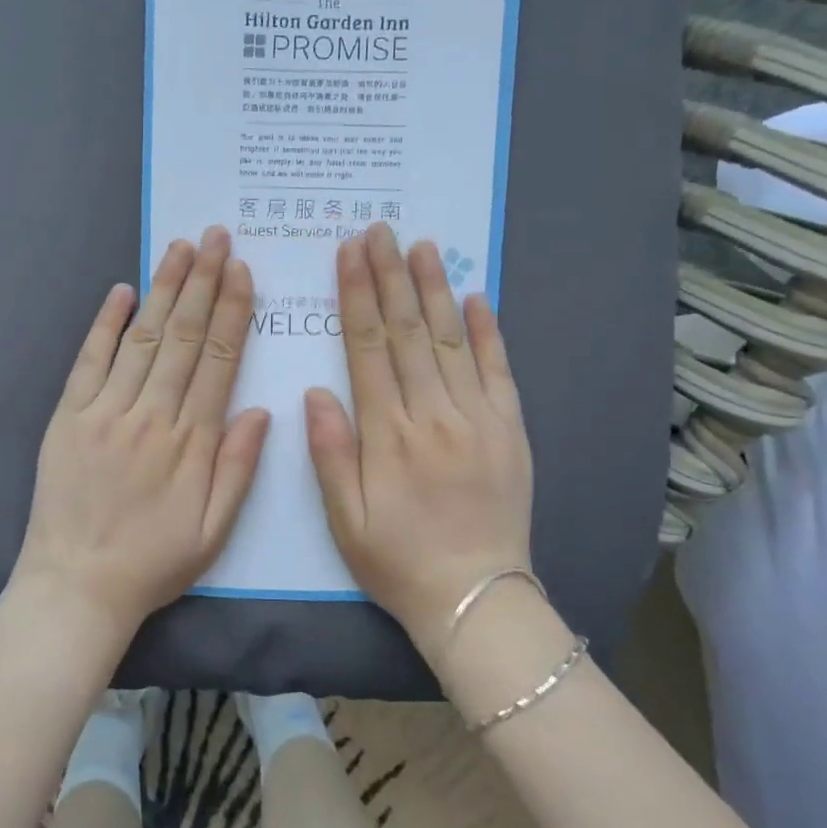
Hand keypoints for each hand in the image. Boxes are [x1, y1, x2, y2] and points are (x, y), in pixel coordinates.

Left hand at [15, 227, 270, 642]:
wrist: (77, 585)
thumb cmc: (153, 561)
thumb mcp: (213, 530)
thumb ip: (238, 468)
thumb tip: (261, 409)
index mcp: (191, 441)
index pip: (218, 360)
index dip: (231, 312)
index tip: (241, 271)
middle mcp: (151, 414)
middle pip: (183, 336)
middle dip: (202, 282)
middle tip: (216, 236)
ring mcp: (105, 411)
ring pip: (142, 338)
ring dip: (163, 289)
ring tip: (180, 248)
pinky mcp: (68, 416)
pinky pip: (89, 361)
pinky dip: (105, 323)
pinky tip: (121, 290)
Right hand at [305, 223, 535, 652]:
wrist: (475, 598)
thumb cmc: (397, 560)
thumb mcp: (344, 519)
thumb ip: (329, 452)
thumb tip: (316, 391)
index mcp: (388, 434)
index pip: (367, 348)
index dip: (356, 296)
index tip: (349, 253)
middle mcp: (433, 415)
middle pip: (407, 332)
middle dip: (390, 276)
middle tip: (380, 230)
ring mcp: (478, 419)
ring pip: (452, 340)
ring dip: (435, 289)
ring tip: (423, 245)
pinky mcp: (510, 429)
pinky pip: (499, 371)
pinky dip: (489, 331)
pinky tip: (478, 296)